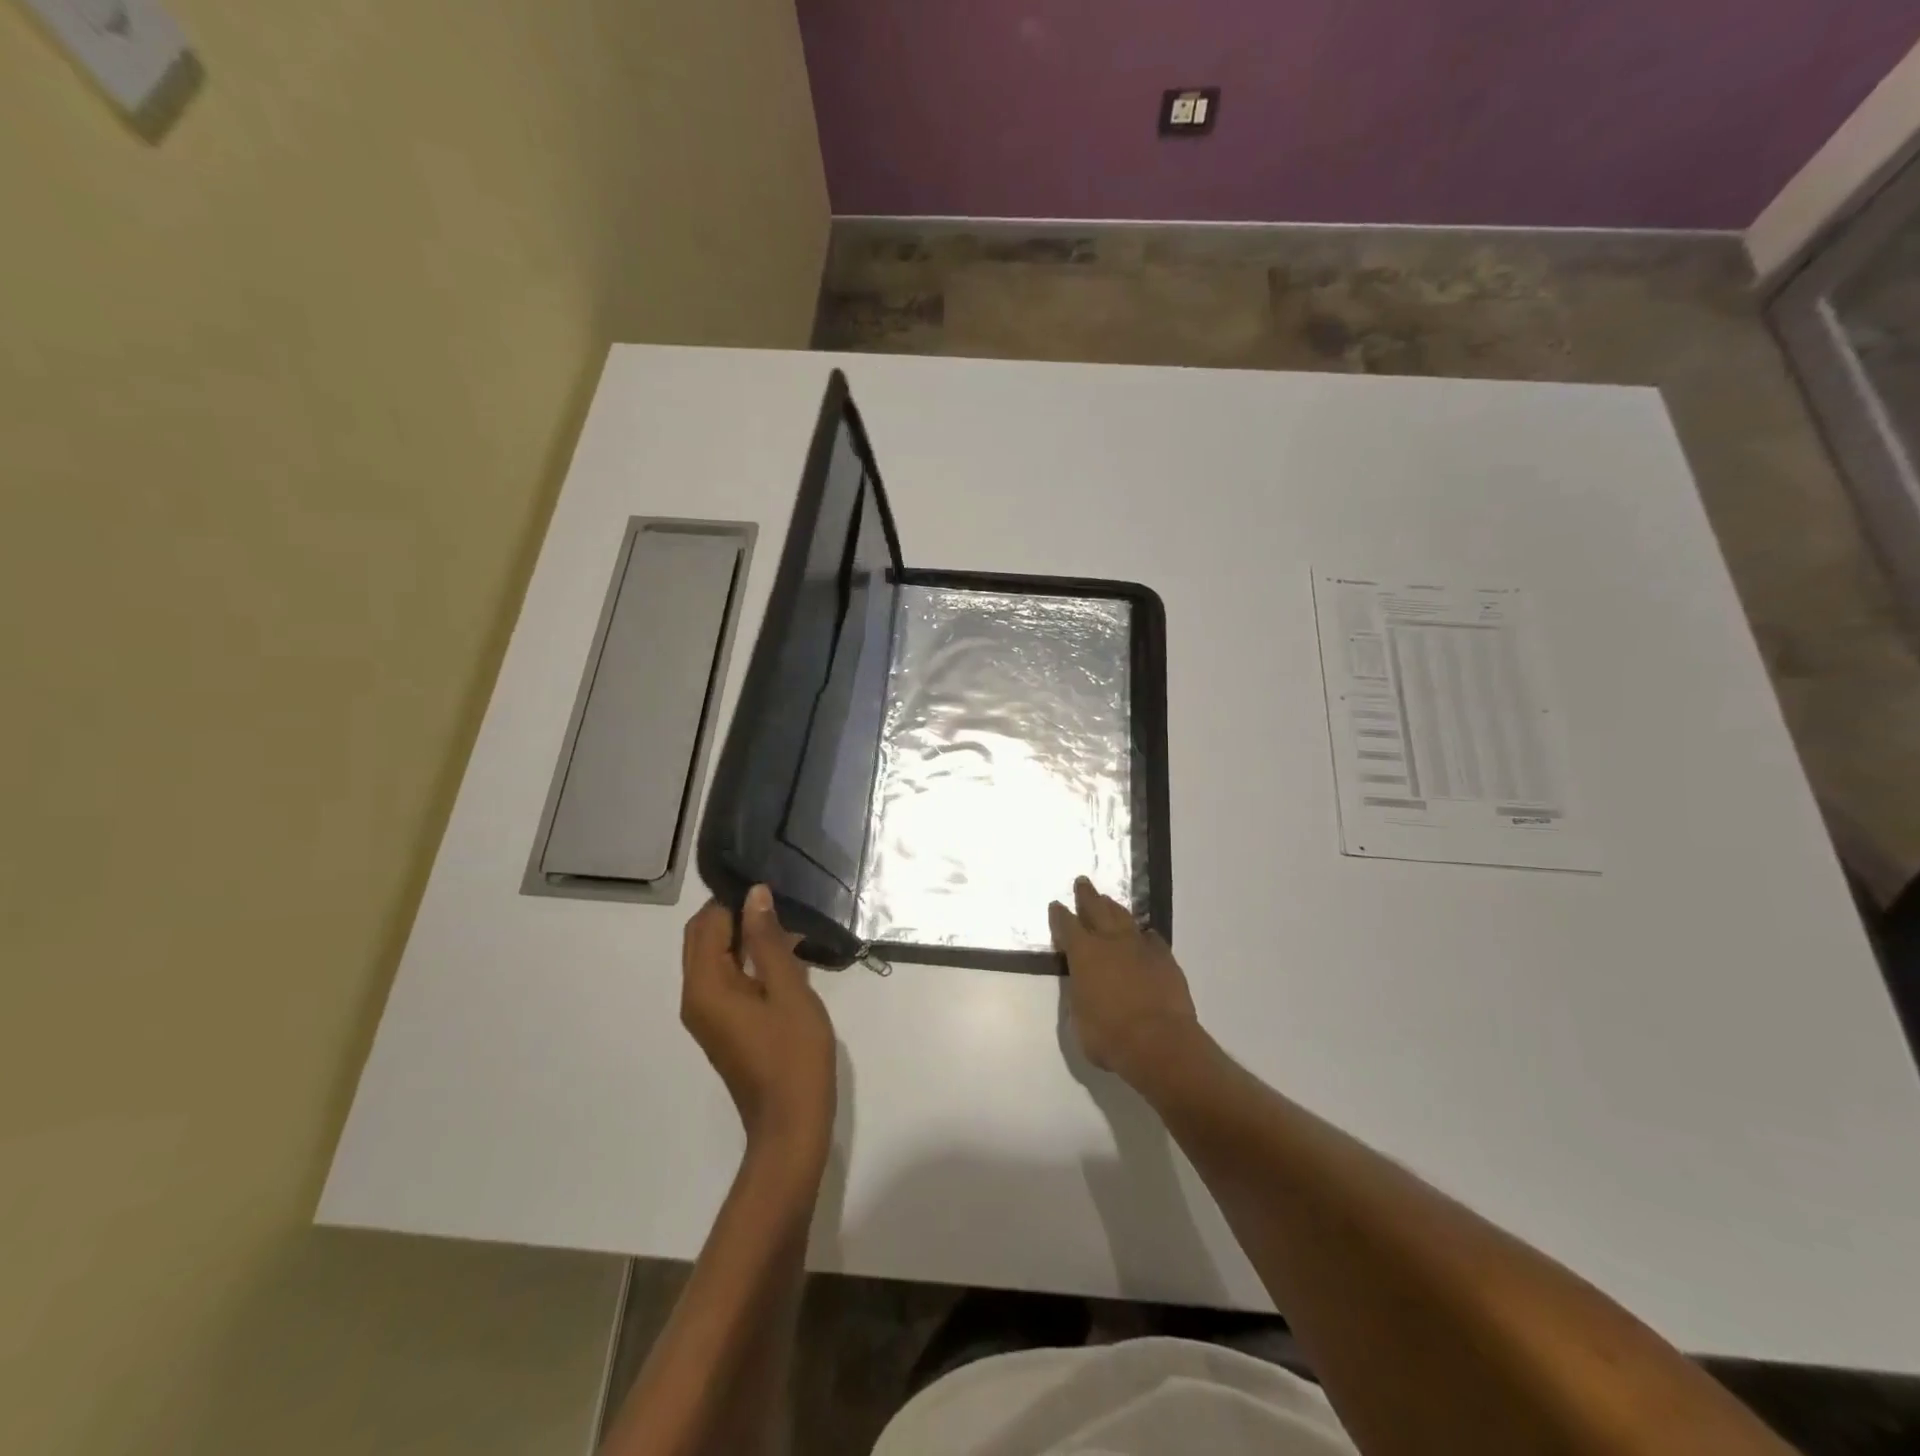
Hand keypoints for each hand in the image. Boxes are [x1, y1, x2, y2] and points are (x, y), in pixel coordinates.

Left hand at [681, 886, 836, 1178]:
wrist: (790, 1124)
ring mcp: (706, 1014)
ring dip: (744, 938)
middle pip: (703, 938)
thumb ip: (769, 940)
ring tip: (789, 928)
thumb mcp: (788, 990)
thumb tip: (755, 894)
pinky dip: (747, 961)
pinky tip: (785, 959)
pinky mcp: (721, 1026)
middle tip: (780, 905)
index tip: (770, 886)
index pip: (707, 923)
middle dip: (735, 915)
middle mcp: (695, 997)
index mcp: (705, 986)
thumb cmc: (793, 1054)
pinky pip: (725, 978)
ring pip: (714, 958)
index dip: (734, 899)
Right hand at [1049, 876, 1201, 1085]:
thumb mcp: (1079, 1018)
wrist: (1159, 1042)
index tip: (1056, 905)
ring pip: (1125, 918)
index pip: (1067, 926)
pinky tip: (1144, 935)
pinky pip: (1152, 939)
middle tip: (1082, 881)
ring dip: (1114, 908)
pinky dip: (1144, 935)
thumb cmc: (1109, 1036)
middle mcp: (1111, 942)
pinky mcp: (1165, 959)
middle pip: (1097, 909)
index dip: (1060, 915)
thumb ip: (1080, 995)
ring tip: (1109, 900)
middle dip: (1087, 895)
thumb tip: (1084, 987)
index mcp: (1084, 953)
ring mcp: (1141, 947)